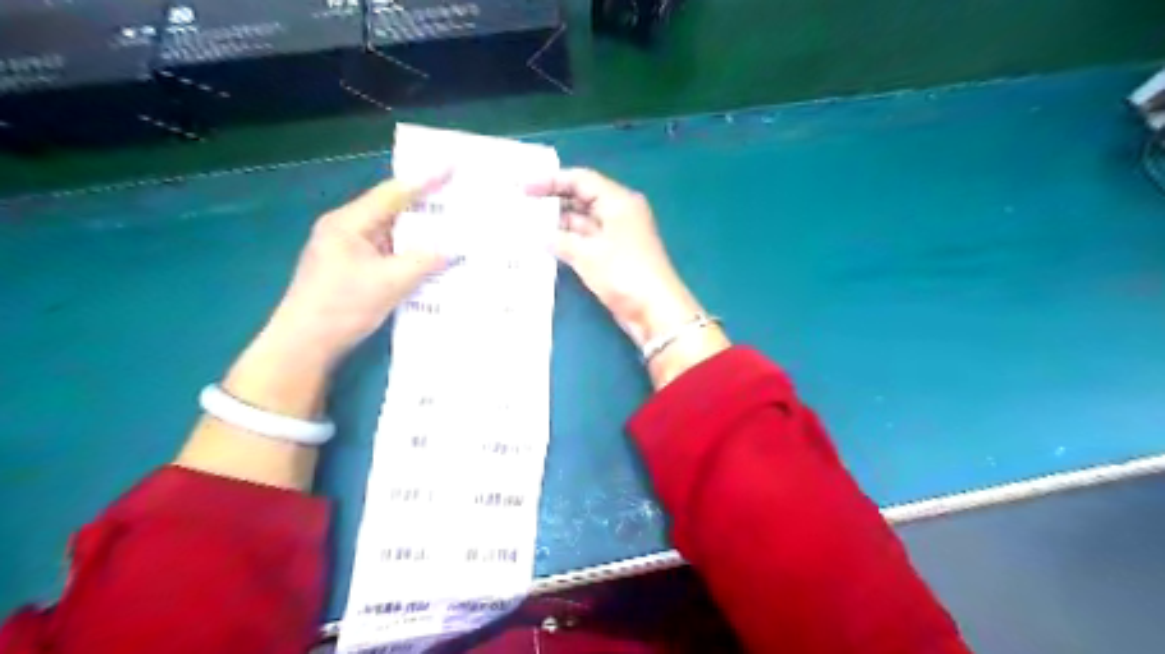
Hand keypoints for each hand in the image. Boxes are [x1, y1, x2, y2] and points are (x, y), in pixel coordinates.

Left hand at [259, 176, 446, 369]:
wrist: (304, 345)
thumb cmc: (342, 306)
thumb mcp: (390, 282)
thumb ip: (424, 262)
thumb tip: (453, 251)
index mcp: (349, 223)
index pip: (392, 194)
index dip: (425, 181)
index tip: (451, 167)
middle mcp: (346, 230)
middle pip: (392, 211)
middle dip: (425, 207)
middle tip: (458, 201)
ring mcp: (347, 250)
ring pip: (391, 234)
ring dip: (419, 234)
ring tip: (453, 230)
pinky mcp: (352, 270)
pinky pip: (387, 253)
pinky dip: (409, 254)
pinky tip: (430, 260)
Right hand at [528, 172, 699, 350]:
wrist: (654, 311)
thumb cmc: (624, 274)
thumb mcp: (589, 254)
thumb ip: (561, 240)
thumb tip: (542, 236)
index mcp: (618, 201)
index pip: (581, 180)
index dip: (551, 181)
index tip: (523, 188)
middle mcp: (618, 213)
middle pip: (581, 198)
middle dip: (552, 202)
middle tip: (519, 206)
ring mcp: (616, 236)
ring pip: (582, 222)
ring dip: (557, 224)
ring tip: (524, 225)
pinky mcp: (612, 256)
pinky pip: (585, 241)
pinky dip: (566, 242)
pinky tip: (543, 245)